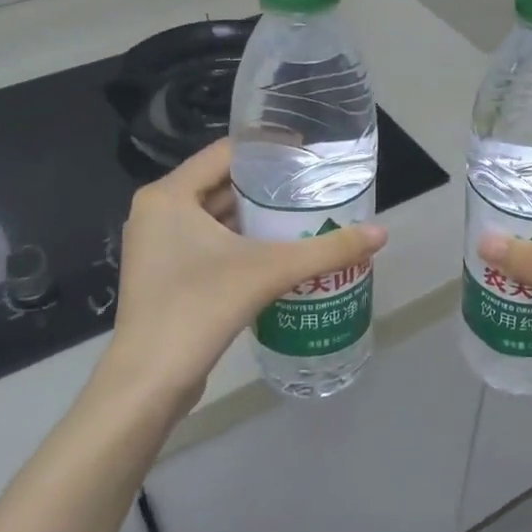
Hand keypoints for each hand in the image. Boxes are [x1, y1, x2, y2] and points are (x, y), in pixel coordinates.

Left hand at [106, 139, 386, 407]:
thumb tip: (382, 234)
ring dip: (255, 216)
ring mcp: (157, 245)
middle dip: (267, 186)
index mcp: (168, 195)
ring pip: (214, 216)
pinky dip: (240, 241)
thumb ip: (326, 249)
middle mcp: (157, 212)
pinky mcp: (164, 274)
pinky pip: (207, 242)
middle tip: (313, 187)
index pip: (225, 153)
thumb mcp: (269, 271)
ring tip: (303, 215)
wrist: (150, 381)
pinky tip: (277, 251)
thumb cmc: (200, 308)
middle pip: (220, 184)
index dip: (268, 149)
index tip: (308, 154)